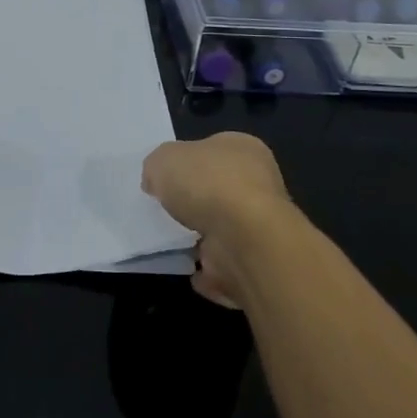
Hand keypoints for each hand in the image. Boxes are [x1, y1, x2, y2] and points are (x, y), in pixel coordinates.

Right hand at [141, 132, 297, 307]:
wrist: (243, 239)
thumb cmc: (207, 183)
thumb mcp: (164, 159)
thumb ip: (157, 167)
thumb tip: (157, 182)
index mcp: (243, 148)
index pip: (213, 149)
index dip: (188, 161)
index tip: (166, 178)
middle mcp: (259, 183)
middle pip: (219, 188)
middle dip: (196, 200)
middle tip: (167, 209)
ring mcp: (259, 225)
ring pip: (224, 227)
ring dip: (202, 236)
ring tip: (172, 241)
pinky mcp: (256, 261)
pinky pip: (226, 263)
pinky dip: (209, 269)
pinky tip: (189, 268)